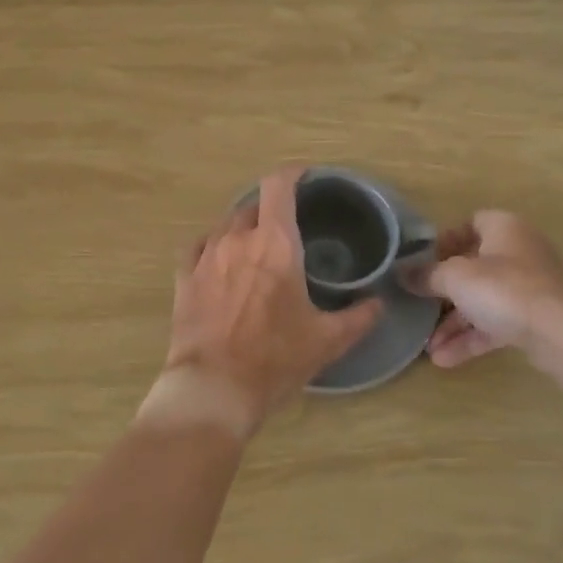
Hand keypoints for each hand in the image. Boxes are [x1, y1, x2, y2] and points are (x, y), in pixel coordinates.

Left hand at [147, 169, 383, 438]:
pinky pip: (199, 246)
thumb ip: (359, 318)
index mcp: (275, 243)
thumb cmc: (275, 359)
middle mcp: (238, 239)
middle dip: (271, 209)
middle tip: (288, 227)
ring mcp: (206, 256)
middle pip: (254, 205)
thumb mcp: (328, 341)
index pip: (279, 186)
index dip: (293, 173)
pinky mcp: (184, 277)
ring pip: (226, 224)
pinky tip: (220, 259)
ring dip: (244, 228)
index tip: (305, 176)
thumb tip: (379, 304)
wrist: (214, 388)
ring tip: (257, 246)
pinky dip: (213, 244)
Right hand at [401, 210, 562, 380]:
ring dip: (454, 323)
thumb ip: (426, 275)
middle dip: (444, 291)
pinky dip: (472, 338)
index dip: (445, 240)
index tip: (423, 261)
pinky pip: (495, 324)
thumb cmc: (504, 289)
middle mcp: (519, 252)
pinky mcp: (534, 319)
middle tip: (420, 304)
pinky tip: (444, 359)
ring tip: (427, 345)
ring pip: (483, 300)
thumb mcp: (455, 277)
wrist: (560, 333)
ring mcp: (529, 288)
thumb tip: (402, 274)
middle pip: (474, 266)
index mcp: (504, 228)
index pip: (471, 223)